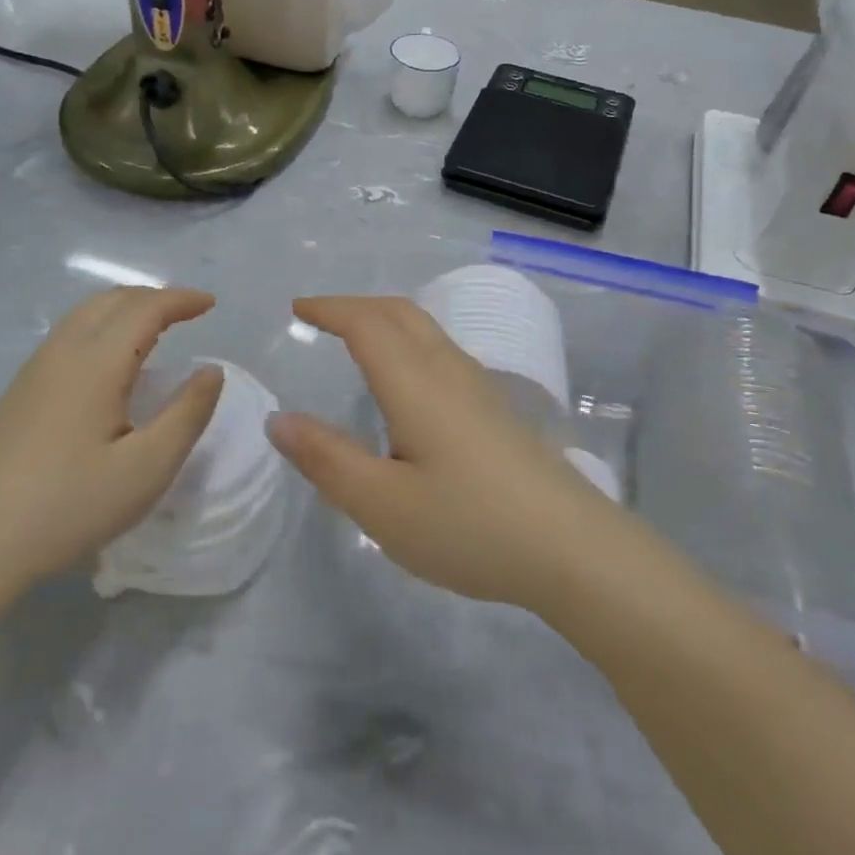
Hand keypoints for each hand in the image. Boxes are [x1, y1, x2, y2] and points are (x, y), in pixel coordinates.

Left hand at [0, 287, 223, 582]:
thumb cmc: (71, 506)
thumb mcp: (148, 468)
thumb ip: (187, 414)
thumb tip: (211, 371)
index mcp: (95, 364)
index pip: (144, 309)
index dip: (181, 300)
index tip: (211, 304)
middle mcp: (61, 354)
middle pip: (110, 301)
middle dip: (154, 297)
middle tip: (188, 313)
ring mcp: (33, 372)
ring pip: (84, 316)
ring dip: (125, 310)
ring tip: (156, 329)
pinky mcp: (18, 393)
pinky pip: (68, 336)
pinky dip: (102, 328)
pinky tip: (111, 362)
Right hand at [267, 296, 610, 613]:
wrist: (574, 549)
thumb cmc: (469, 525)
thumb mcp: (381, 504)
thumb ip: (327, 459)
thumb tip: (280, 419)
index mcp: (415, 383)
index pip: (366, 324)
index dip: (330, 309)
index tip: (298, 308)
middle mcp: (449, 371)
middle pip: (401, 313)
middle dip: (357, 306)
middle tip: (322, 317)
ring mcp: (480, 389)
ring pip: (427, 331)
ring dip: (386, 322)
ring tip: (358, 342)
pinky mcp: (498, 412)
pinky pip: (443, 354)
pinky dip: (409, 344)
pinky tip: (408, 385)